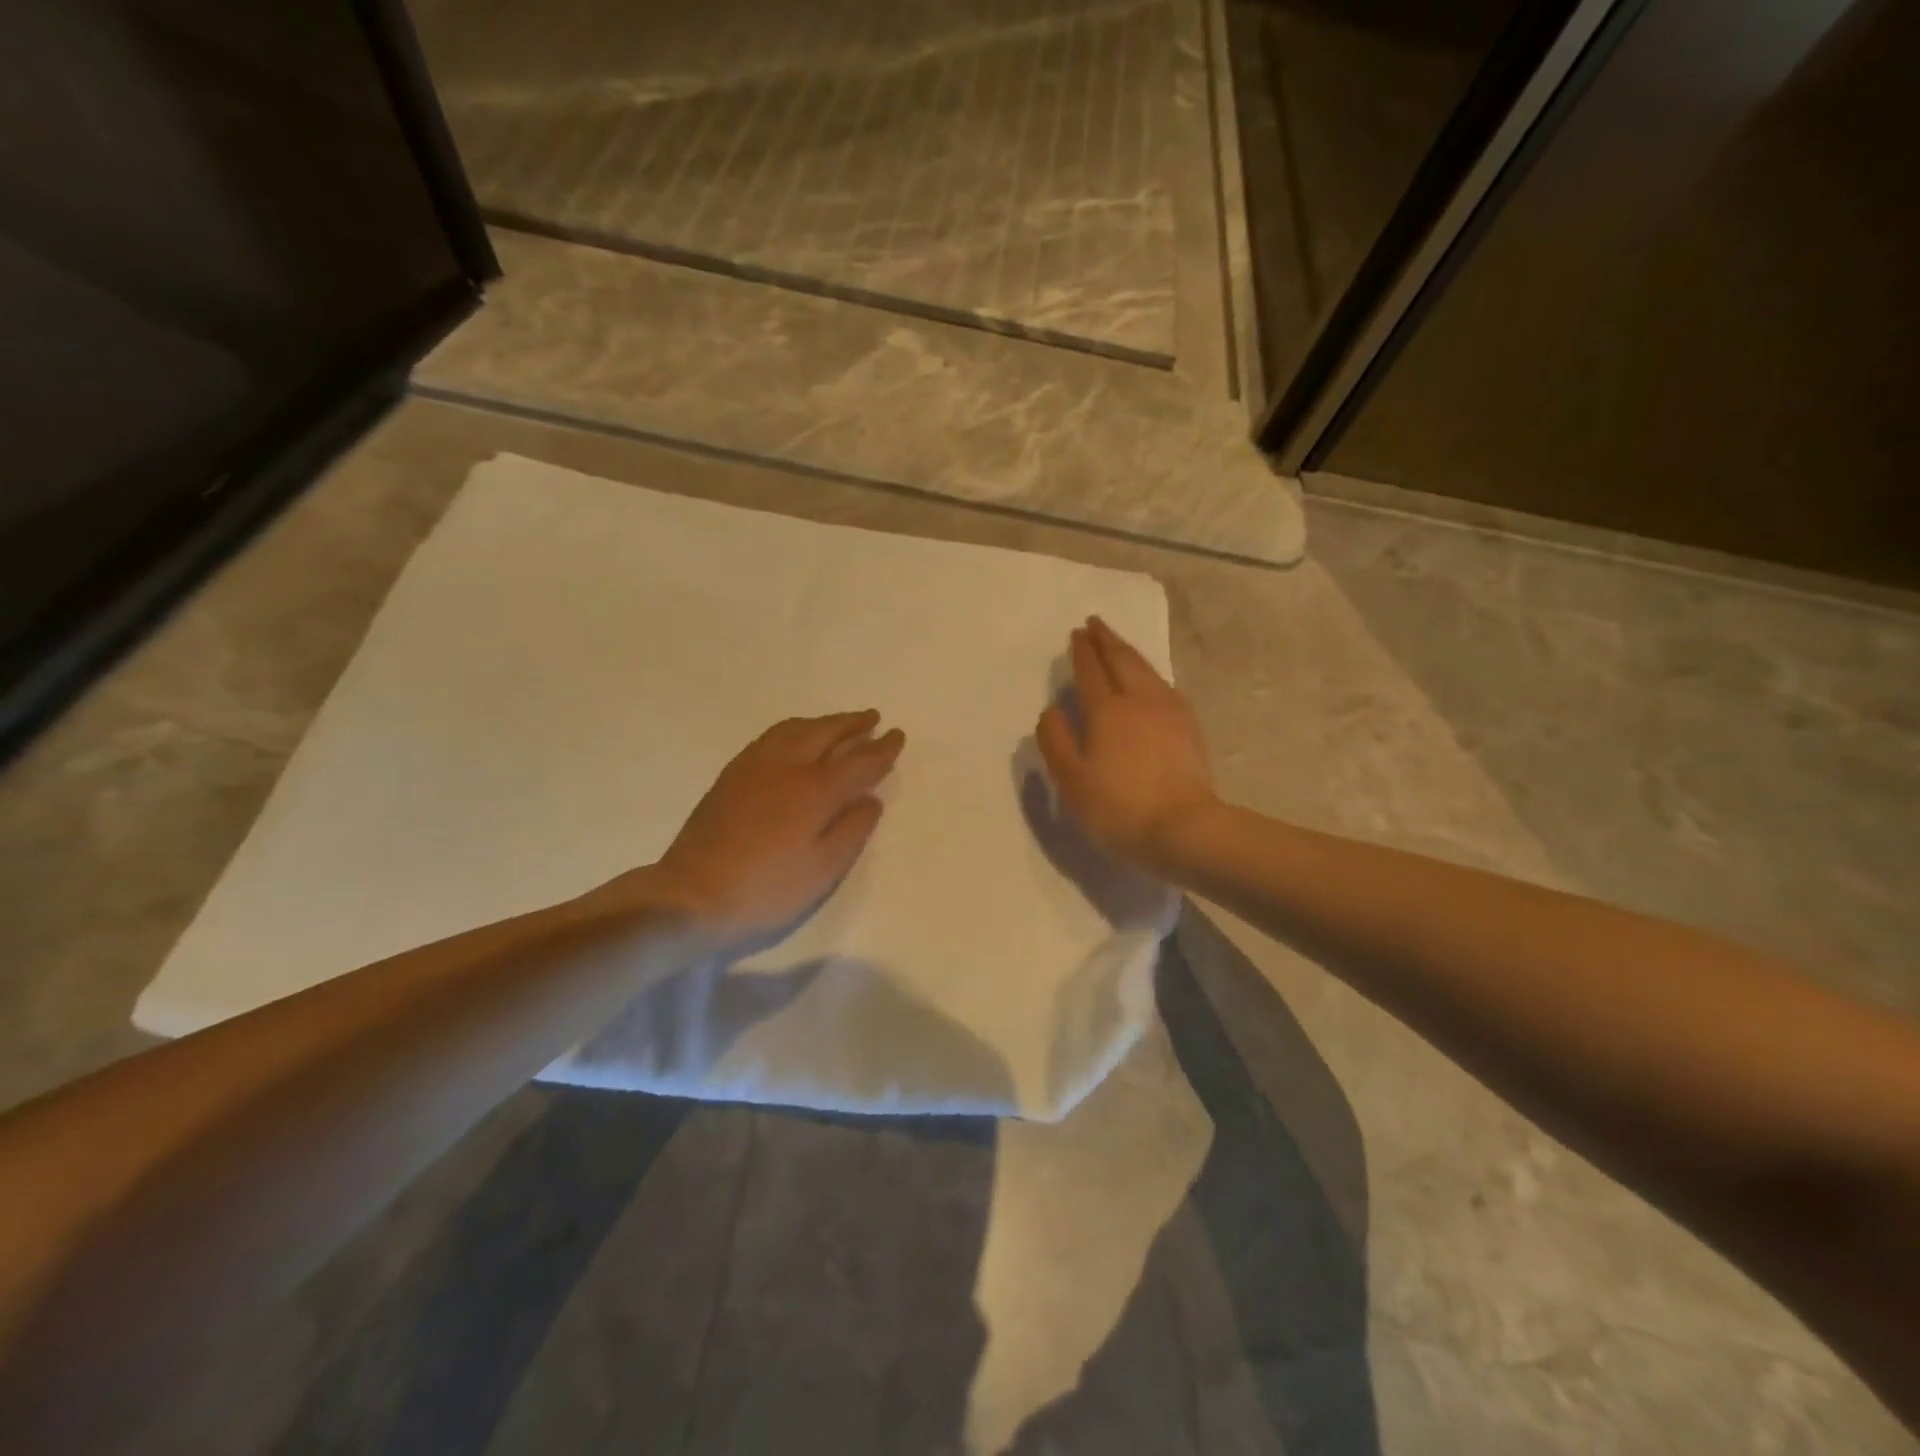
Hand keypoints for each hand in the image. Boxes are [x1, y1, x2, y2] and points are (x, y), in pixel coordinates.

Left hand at [603, 711, 904, 945]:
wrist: (691, 896)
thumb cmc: (766, 890)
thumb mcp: (822, 870)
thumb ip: (852, 830)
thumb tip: (871, 798)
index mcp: (815, 791)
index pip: (859, 761)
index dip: (882, 749)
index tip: (897, 736)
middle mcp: (787, 767)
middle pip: (827, 733)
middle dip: (853, 723)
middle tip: (873, 717)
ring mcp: (755, 767)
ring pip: (796, 728)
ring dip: (823, 722)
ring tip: (838, 723)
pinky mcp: (732, 775)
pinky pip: (772, 736)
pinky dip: (795, 728)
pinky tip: (796, 738)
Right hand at [1036, 617, 1216, 872]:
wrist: (1184, 828)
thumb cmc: (1119, 808)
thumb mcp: (1072, 781)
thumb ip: (1056, 741)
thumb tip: (1051, 710)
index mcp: (1106, 711)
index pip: (1091, 672)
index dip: (1082, 651)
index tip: (1077, 633)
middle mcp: (1139, 701)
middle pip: (1122, 660)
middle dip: (1107, 640)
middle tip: (1096, 623)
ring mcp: (1169, 711)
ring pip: (1146, 669)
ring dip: (1129, 652)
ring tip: (1118, 644)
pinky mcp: (1189, 726)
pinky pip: (1164, 685)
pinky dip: (1149, 672)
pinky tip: (1150, 680)